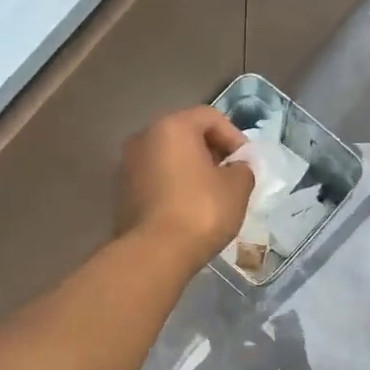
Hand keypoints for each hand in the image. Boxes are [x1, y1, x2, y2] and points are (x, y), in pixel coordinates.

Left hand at [116, 106, 254, 269]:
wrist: (155, 252)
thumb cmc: (201, 211)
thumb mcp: (237, 187)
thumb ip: (242, 168)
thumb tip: (236, 168)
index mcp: (171, 126)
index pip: (210, 117)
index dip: (235, 137)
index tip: (247, 164)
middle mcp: (144, 137)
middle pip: (186, 135)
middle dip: (212, 153)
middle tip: (231, 178)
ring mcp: (128, 165)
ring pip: (169, 158)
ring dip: (192, 171)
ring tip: (212, 196)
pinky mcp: (122, 192)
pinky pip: (156, 179)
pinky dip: (174, 186)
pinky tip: (189, 209)